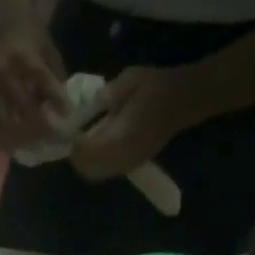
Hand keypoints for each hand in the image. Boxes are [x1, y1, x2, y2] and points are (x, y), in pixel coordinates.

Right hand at [0, 17, 68, 151]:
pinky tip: (12, 148)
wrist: (9, 29)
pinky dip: (2, 137)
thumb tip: (63, 109)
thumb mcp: (51, 53)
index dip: (55, 97)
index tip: (68, 113)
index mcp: (24, 56)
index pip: (41, 78)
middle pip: (21, 104)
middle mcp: (6, 72)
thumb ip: (55, 79)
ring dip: (21, 135)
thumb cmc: (35, 41)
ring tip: (35, 148)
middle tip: (54, 138)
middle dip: (39, 123)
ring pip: (6, 117)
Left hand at [69, 65, 201, 180]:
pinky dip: (97, 163)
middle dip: (77, 156)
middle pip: (88, 168)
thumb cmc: (156, 86)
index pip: (86, 152)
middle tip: (73, 139)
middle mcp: (123, 157)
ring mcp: (129, 164)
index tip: (67, 131)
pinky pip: (108, 171)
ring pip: (97, 173)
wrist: (186, 98)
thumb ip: (103, 97)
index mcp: (121, 137)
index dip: (73, 144)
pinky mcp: (134, 164)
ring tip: (84, 142)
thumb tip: (84, 109)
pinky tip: (98, 146)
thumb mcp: (127, 81)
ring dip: (86, 162)